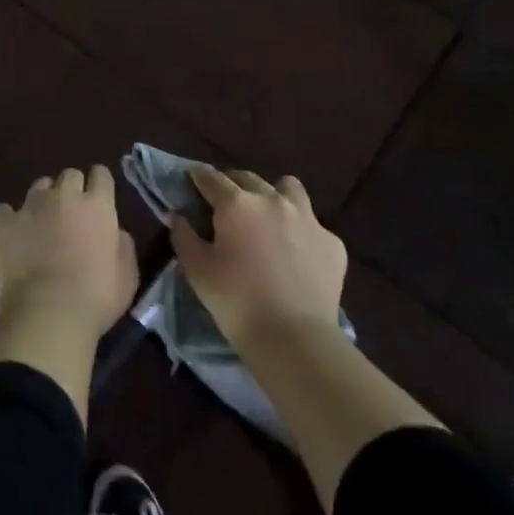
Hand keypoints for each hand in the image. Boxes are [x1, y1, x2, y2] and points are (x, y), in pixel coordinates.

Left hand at [0, 166, 137, 343]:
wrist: (47, 315)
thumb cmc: (95, 298)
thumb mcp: (127, 276)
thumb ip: (123, 246)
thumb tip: (115, 232)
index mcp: (97, 205)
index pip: (100, 175)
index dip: (99, 185)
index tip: (98, 199)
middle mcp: (64, 196)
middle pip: (70, 175)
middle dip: (72, 190)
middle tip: (71, 215)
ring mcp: (30, 206)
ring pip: (39, 186)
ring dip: (43, 200)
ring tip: (41, 225)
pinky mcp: (2, 222)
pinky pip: (5, 210)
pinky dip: (10, 219)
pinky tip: (12, 237)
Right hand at [172, 167, 345, 346]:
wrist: (294, 337)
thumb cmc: (236, 301)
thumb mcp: (196, 270)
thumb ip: (184, 236)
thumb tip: (180, 217)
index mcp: (237, 204)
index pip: (211, 178)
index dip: (199, 177)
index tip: (193, 179)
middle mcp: (273, 200)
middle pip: (248, 178)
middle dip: (233, 184)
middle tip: (225, 203)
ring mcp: (308, 219)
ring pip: (289, 188)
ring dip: (274, 194)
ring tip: (267, 216)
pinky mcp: (332, 242)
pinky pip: (313, 225)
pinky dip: (300, 231)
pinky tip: (296, 253)